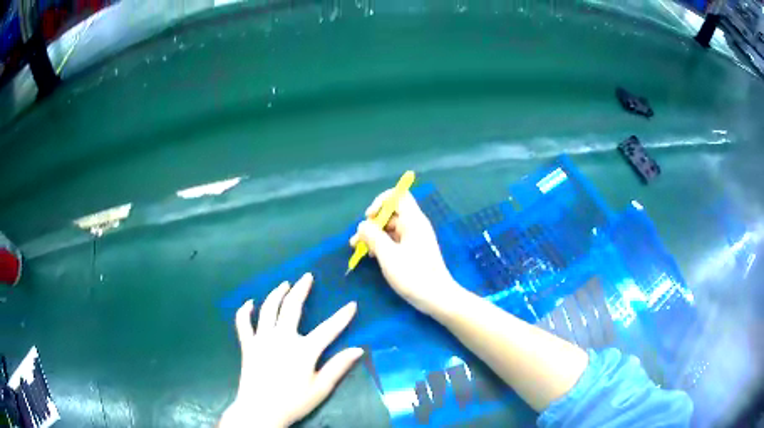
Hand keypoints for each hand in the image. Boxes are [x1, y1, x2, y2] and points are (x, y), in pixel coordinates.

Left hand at [220, 273, 363, 427]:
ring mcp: (262, 339)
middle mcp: (282, 338)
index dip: (342, 316)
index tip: (352, 304)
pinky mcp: (248, 345)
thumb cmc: (294, 401)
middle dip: (301, 289)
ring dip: (276, 294)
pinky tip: (250, 303)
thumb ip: (338, 366)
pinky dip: (245, 311)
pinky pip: (243, 323)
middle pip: (292, 307)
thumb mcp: (321, 388)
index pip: (328, 329)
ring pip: (268, 309)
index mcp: (304, 350)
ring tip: (284, 284)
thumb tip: (358, 349)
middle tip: (307, 277)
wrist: (261, 411)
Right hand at [350, 190, 462, 314]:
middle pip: (391, 213)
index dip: (381, 201)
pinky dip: (381, 244)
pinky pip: (394, 240)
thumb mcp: (388, 255)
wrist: (437, 297)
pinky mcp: (413, 251)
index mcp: (413, 221)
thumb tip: (362, 225)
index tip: (369, 217)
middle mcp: (415, 225)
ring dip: (373, 235)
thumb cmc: (413, 275)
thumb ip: (373, 236)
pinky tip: (371, 256)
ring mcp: (414, 238)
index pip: (399, 195)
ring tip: (357, 249)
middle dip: (372, 223)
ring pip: (390, 228)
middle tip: (357, 239)